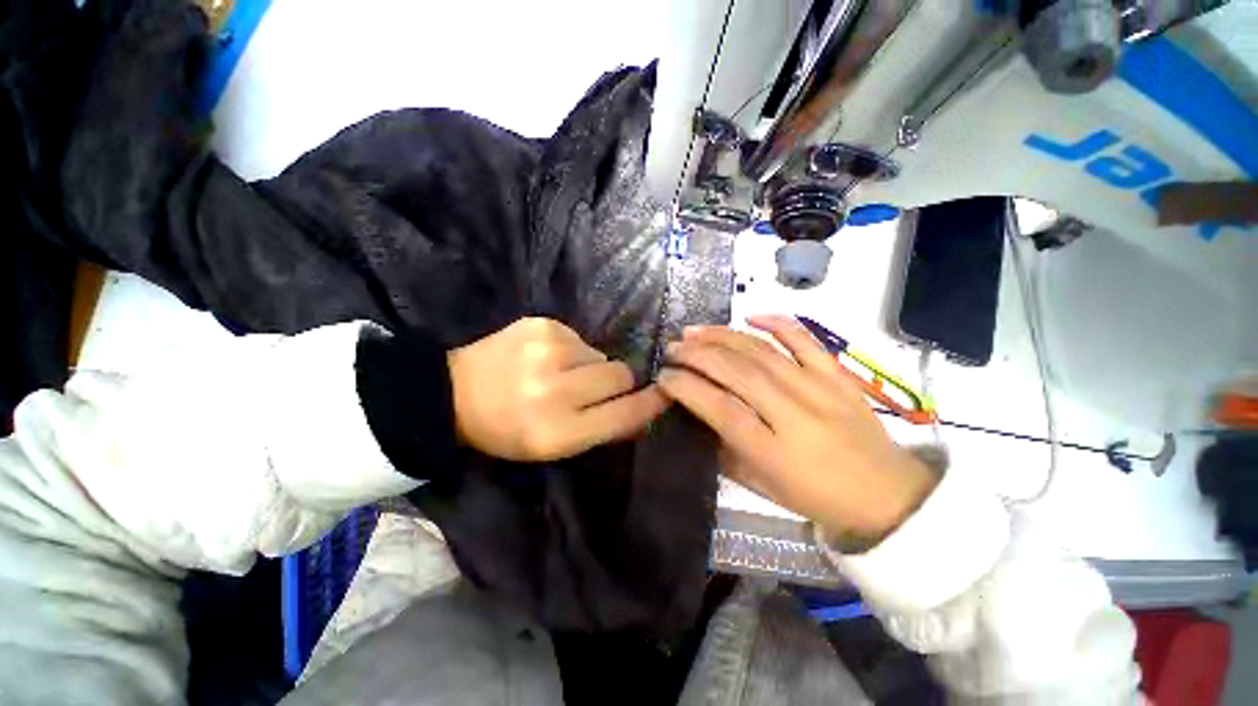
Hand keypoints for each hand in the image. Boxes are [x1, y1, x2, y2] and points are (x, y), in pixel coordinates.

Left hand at [447, 317, 668, 461]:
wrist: (453, 394)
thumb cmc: (508, 429)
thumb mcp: (556, 445)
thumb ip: (605, 428)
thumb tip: (645, 408)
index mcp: (559, 430)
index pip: (625, 413)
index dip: (651, 403)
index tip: (666, 393)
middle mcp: (555, 389)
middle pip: (621, 374)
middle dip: (615, 382)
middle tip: (587, 389)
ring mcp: (547, 350)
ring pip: (601, 354)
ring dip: (590, 366)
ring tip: (558, 374)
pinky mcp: (541, 324)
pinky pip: (580, 339)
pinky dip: (572, 351)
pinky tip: (544, 358)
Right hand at [658, 315, 937, 545]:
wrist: (887, 494)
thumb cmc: (816, 497)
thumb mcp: (762, 486)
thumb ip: (725, 449)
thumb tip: (698, 413)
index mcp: (772, 451)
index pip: (718, 408)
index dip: (685, 387)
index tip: (663, 376)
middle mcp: (793, 413)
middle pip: (736, 372)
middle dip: (695, 355)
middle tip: (672, 348)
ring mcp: (818, 389)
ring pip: (761, 351)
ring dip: (722, 336)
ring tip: (694, 331)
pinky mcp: (837, 375)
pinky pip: (804, 340)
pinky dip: (776, 322)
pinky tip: (750, 315)